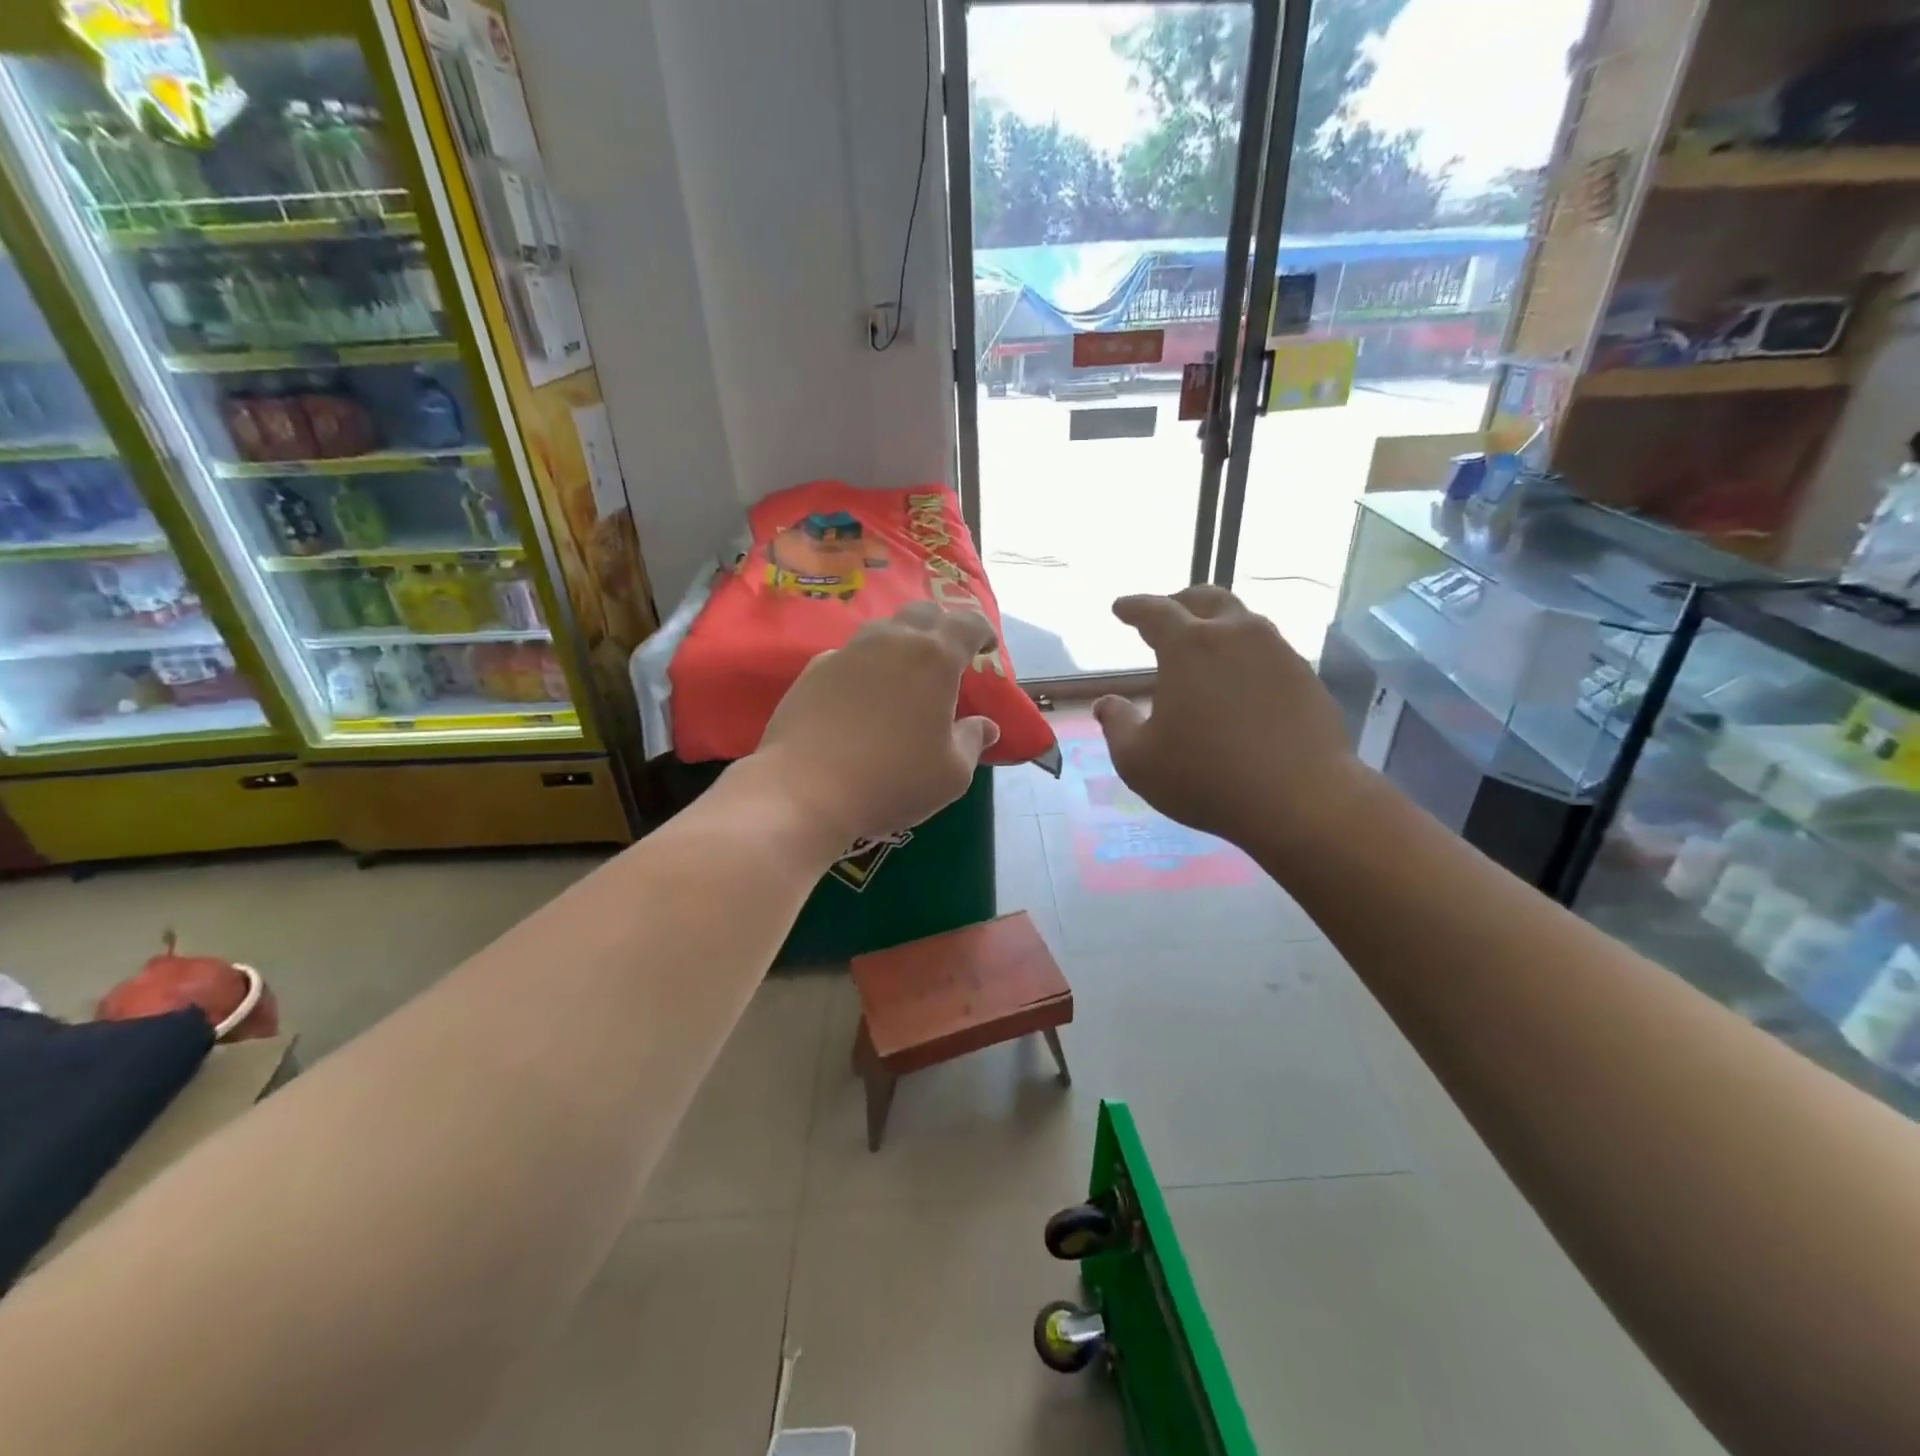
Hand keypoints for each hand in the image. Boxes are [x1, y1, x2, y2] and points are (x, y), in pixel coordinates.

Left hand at [748, 601, 1000, 849]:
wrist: (805, 789)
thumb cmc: (893, 780)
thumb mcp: (951, 773)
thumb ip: (972, 741)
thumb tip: (985, 726)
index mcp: (934, 658)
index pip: (967, 623)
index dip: (982, 631)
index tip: (987, 647)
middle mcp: (891, 642)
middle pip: (923, 613)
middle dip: (941, 627)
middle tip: (947, 655)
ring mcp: (847, 652)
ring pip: (882, 630)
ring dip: (900, 642)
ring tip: (903, 673)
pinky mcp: (813, 670)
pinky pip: (848, 656)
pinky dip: (864, 667)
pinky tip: (860, 696)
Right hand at [1093, 586, 1361, 849]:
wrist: (1302, 801)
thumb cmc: (1207, 778)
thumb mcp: (1139, 760)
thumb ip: (1117, 726)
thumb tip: (1107, 704)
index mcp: (1189, 647)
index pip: (1155, 611)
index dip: (1134, 607)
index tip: (1120, 608)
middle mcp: (1237, 636)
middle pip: (1207, 599)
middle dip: (1180, 601)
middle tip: (1165, 616)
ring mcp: (1278, 653)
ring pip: (1244, 622)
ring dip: (1218, 626)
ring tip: (1203, 649)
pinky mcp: (1306, 677)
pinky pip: (1268, 651)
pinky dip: (1245, 655)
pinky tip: (1239, 683)